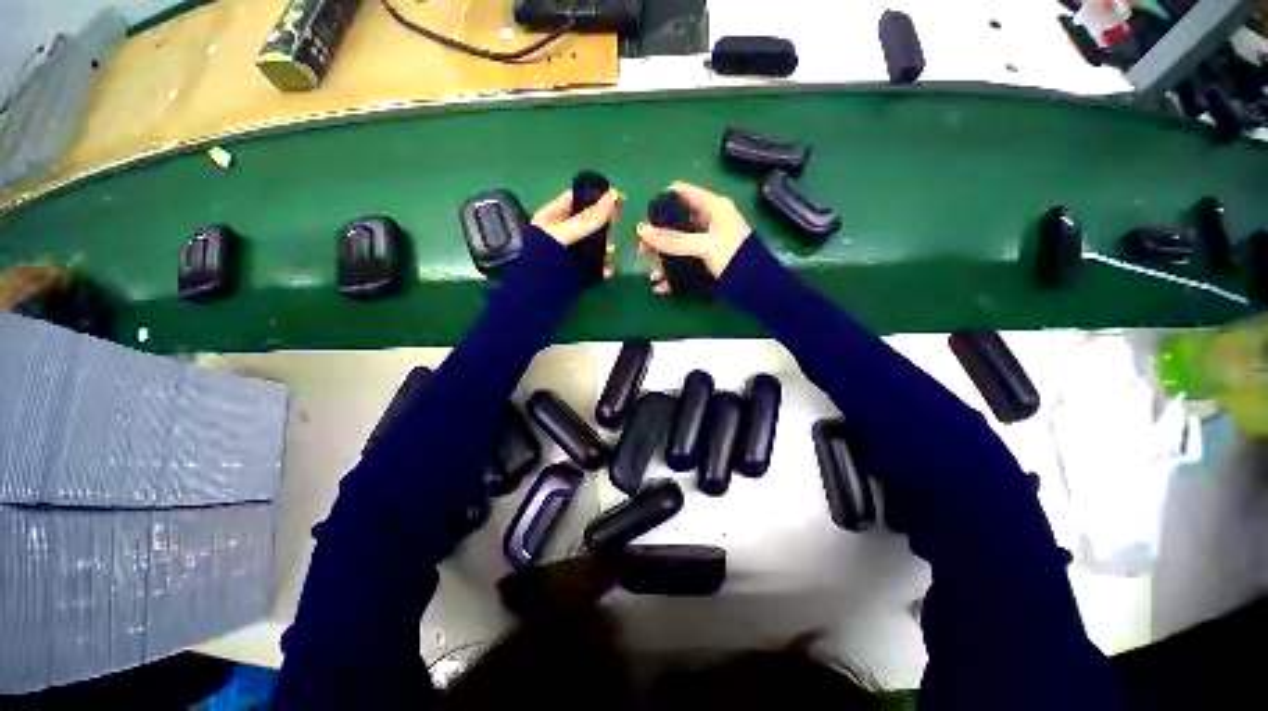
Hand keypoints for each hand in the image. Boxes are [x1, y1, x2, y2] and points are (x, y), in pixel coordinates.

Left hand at [532, 187, 622, 280]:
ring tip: (611, 252)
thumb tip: (613, 196)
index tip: (618, 198)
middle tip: (615, 229)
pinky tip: (609, 271)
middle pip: (590, 222)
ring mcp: (570, 252)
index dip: (597, 196)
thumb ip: (587, 218)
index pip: (578, 198)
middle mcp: (562, 232)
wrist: (533, 296)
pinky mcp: (577, 271)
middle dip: (605, 225)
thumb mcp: (563, 233)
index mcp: (553, 216)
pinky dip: (603, 267)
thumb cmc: (541, 258)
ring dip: (606, 247)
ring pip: (595, 244)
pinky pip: (594, 264)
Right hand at [635, 182, 750, 293]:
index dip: (662, 202)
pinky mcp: (706, 260)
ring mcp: (707, 241)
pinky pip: (684, 262)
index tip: (646, 220)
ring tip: (653, 274)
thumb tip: (642, 230)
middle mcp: (709, 221)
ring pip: (678, 245)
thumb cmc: (734, 257)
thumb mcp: (703, 245)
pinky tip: (662, 286)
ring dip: (662, 259)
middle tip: (643, 250)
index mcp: (713, 206)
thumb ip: (673, 240)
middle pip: (676, 221)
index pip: (681, 192)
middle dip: (657, 237)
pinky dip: (672, 273)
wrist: (756, 287)